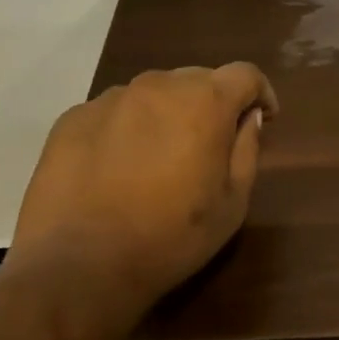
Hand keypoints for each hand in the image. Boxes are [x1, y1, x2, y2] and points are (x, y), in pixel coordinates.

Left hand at [11, 63, 278, 314]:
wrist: (78, 265)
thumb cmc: (170, 237)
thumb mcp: (233, 203)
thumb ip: (247, 150)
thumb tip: (248, 118)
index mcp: (205, 101)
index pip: (245, 74)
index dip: (260, 93)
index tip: (264, 118)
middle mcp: (158, 85)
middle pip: (198, 79)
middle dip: (213, 104)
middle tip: (210, 145)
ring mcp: (110, 98)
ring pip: (154, 94)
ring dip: (167, 115)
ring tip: (160, 158)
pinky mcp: (74, 118)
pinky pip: (114, 112)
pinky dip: (127, 129)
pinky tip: (119, 168)